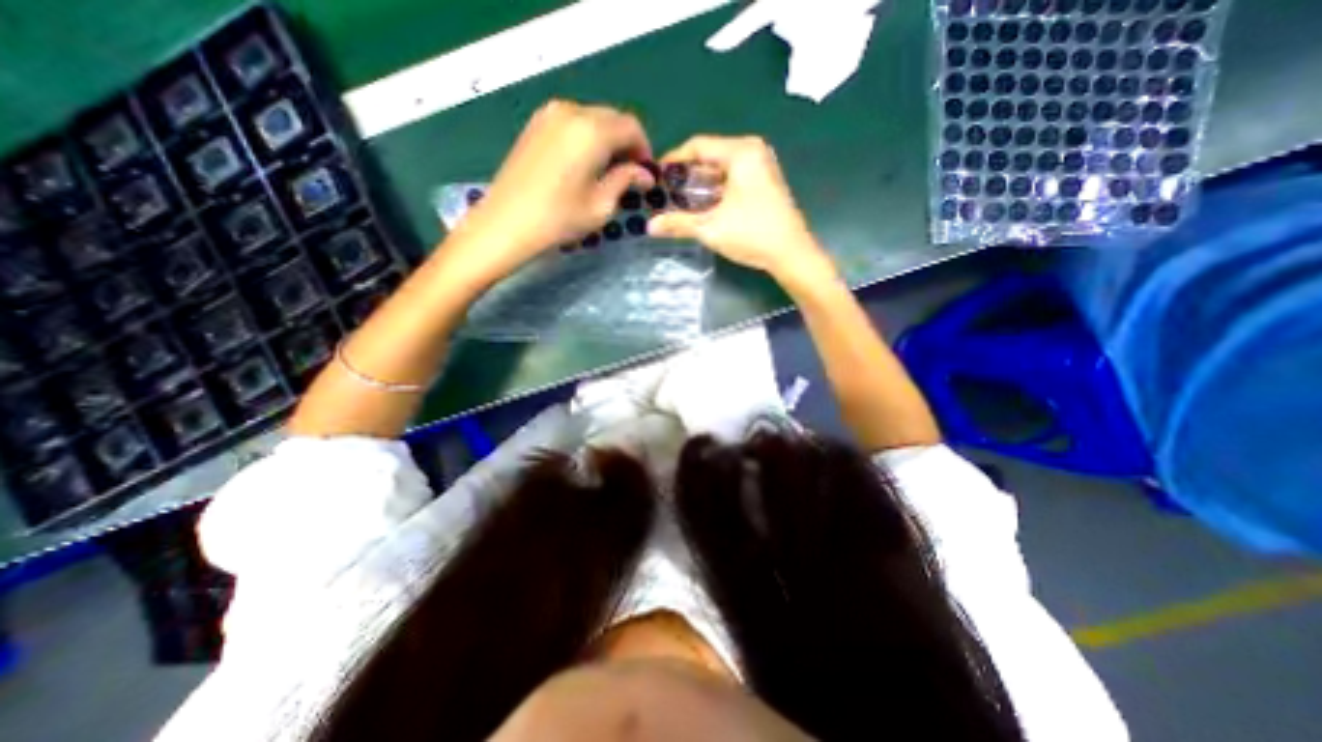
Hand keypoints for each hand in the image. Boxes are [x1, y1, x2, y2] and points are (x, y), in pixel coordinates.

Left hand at [450, 102, 655, 287]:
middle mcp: (571, 111)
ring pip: (592, 119)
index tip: (646, 174)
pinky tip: (585, 165)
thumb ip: (626, 181)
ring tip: (608, 172)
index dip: (644, 149)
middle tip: (630, 175)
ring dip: (607, 141)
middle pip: (612, 118)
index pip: (631, 126)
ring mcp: (549, 115)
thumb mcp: (601, 205)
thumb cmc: (559, 219)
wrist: (506, 223)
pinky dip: (586, 139)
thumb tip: (644, 174)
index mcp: (591, 130)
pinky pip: (572, 123)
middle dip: (626, 144)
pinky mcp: (535, 125)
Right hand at [648, 137, 834, 290]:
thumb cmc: (751, 234)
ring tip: (680, 203)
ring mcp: (762, 166)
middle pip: (709, 156)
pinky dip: (716, 190)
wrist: (791, 254)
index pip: (697, 146)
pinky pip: (733, 178)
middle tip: (666, 194)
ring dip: (700, 185)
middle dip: (686, 175)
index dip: (673, 161)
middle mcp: (753, 151)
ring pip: (721, 169)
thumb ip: (678, 223)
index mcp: (741, 152)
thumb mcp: (710, 228)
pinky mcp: (765, 182)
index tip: (656, 177)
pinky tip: (704, 207)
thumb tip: (650, 226)